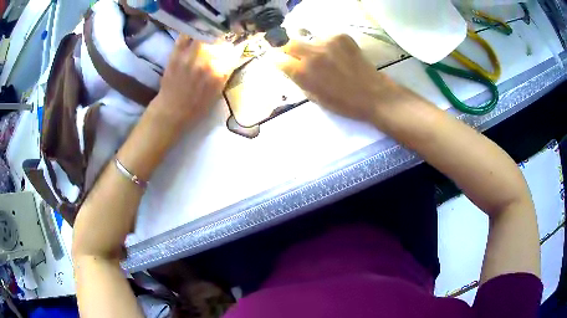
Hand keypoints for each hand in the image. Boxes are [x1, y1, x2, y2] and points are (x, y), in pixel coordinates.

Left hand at [151, 35, 239, 127]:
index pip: (232, 53)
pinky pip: (184, 37)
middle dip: (221, 44)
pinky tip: (192, 37)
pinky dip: (189, 35)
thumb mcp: (217, 94)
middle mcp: (205, 61)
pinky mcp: (176, 55)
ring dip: (207, 38)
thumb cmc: (195, 107)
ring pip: (203, 37)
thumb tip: (231, 59)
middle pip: (219, 42)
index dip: (233, 51)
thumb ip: (224, 75)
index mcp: (218, 73)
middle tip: (218, 46)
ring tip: (206, 41)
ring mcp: (189, 56)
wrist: (171, 111)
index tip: (231, 52)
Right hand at [272, 34, 402, 122]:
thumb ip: (300, 81)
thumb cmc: (344, 103)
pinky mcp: (341, 37)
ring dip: (312, 48)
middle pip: (290, 44)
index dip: (279, 62)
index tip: (282, 63)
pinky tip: (339, 56)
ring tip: (326, 59)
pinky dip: (328, 45)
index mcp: (303, 73)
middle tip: (299, 58)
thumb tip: (291, 69)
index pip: (279, 60)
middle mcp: (311, 54)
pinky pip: (326, 38)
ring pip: (310, 40)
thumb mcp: (315, 98)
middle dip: (291, 51)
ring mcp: (327, 42)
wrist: (374, 95)